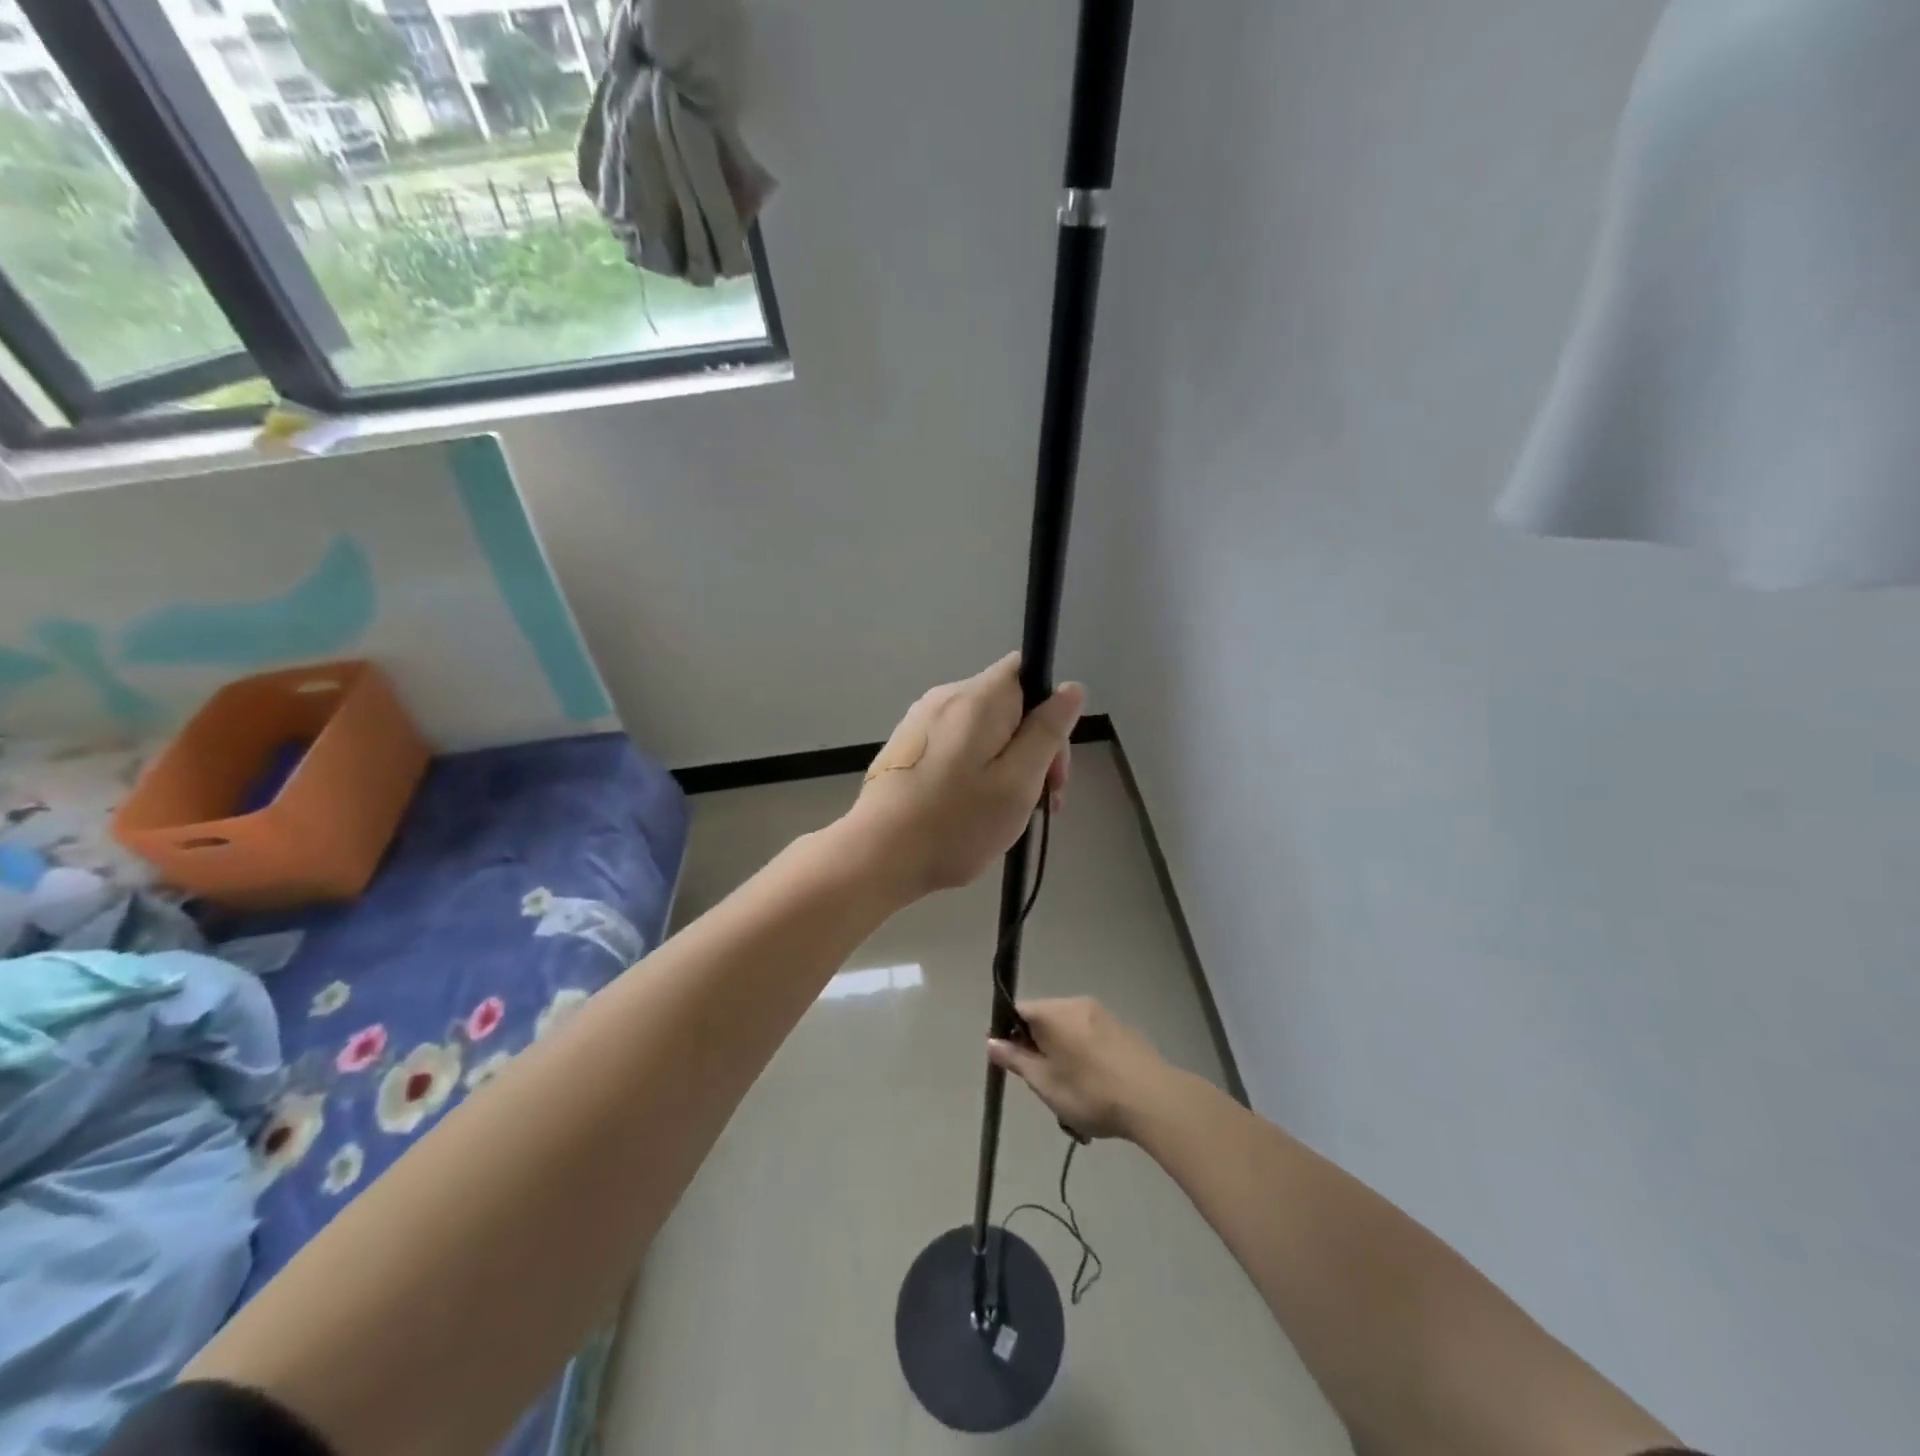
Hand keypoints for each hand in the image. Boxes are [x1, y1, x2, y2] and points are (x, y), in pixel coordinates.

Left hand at [842, 653, 1083, 899]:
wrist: (875, 855)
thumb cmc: (955, 823)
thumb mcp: (1017, 783)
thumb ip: (1047, 733)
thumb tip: (1071, 688)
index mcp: (978, 699)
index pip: (1027, 671)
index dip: (1050, 711)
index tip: (1052, 763)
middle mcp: (946, 697)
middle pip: (1007, 704)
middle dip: (1032, 747)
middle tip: (1040, 804)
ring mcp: (920, 720)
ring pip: (983, 729)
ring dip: (1004, 763)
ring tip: (1003, 814)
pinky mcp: (906, 745)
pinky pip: (956, 744)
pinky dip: (973, 769)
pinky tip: (968, 810)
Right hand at [986, 997, 1171, 1140]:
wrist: (1154, 1100)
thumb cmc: (1091, 1092)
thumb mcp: (1045, 1083)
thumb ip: (1016, 1060)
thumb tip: (991, 1041)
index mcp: (1054, 1012)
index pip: (1019, 1010)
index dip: (1008, 1033)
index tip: (1009, 1061)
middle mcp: (1077, 1003)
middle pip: (1044, 1017)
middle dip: (1036, 1045)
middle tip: (1041, 1081)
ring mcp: (1103, 1014)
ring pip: (1068, 1027)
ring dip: (1061, 1050)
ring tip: (1069, 1089)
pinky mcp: (1122, 1028)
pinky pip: (1089, 1033)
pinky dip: (1082, 1052)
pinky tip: (1094, 1084)